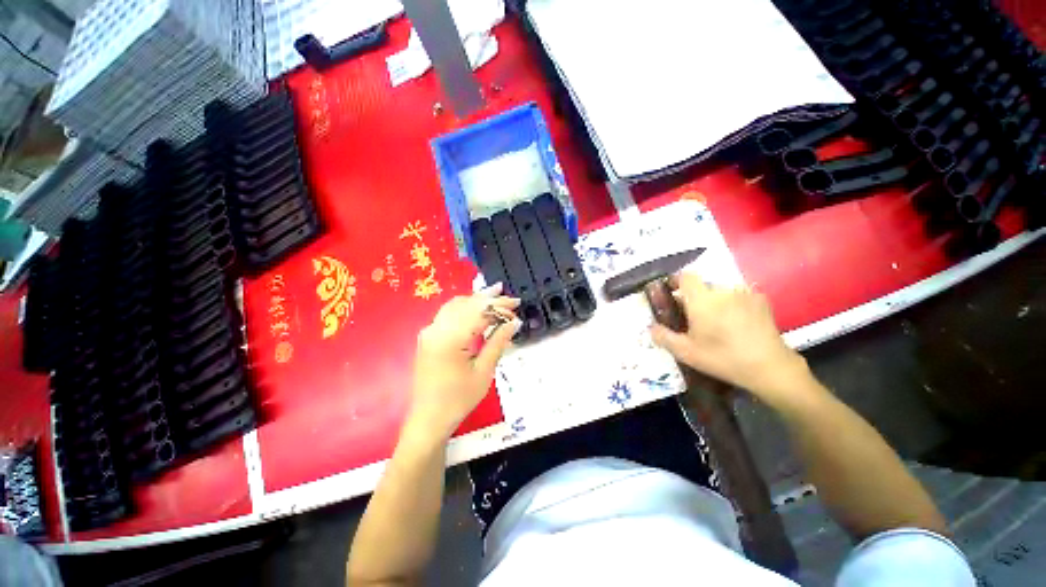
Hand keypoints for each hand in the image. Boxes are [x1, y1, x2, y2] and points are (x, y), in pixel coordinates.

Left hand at [406, 284, 520, 441]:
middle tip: (511, 298)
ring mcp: (429, 331)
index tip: (517, 307)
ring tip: (496, 294)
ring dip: (477, 299)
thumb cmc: (459, 399)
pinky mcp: (428, 336)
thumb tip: (514, 322)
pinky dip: (465, 307)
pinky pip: (448, 313)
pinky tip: (476, 307)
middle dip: (490, 299)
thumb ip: (498, 342)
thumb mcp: (484, 371)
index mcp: (450, 338)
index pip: (479, 311)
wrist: (428, 419)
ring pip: (456, 305)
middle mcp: (436, 328)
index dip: (500, 307)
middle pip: (467, 304)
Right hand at [650, 272, 813, 407]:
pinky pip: (738, 294)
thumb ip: (664, 337)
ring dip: (713, 299)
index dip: (675, 280)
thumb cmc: (722, 358)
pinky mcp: (761, 299)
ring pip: (720, 290)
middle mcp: (722, 290)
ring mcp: (744, 293)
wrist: (769, 366)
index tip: (670, 292)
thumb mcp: (687, 352)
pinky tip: (735, 321)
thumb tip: (650, 327)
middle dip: (694, 295)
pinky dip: (731, 302)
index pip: (685, 276)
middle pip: (702, 284)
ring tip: (715, 320)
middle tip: (692, 315)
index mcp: (702, 299)